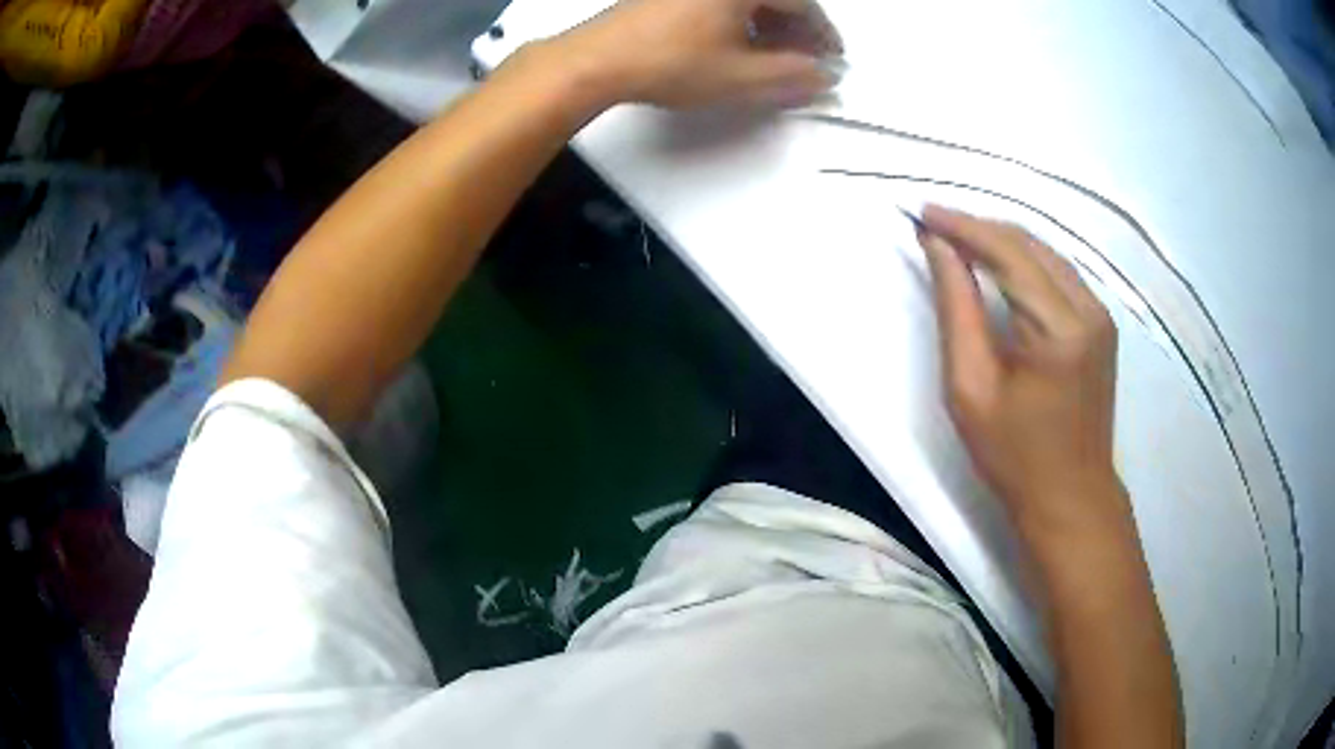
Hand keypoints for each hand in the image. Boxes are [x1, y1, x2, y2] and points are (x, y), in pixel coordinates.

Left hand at [555, 0, 842, 108]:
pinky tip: (739, 45)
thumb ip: (793, 76)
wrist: (596, 60)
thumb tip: (825, 76)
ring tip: (773, 59)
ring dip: (769, 26)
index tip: (832, 60)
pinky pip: (722, 1)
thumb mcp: (741, 77)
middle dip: (797, 30)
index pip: (802, 2)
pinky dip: (740, 20)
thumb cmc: (669, 63)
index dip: (823, 34)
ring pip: (748, 0)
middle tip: (805, 62)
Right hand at [918, 205, 1126, 540]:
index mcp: (1059, 328)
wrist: (1071, 496)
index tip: (923, 212)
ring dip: (1002, 241)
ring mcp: (1100, 315)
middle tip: (934, 225)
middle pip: (1029, 244)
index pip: (1008, 253)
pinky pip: (1059, 274)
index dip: (963, 227)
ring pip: (1046, 254)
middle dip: (980, 228)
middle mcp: (1088, 309)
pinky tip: (998, 265)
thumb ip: (957, 309)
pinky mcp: (1101, 324)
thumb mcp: (970, 387)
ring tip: (959, 240)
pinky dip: (1025, 261)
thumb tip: (939, 247)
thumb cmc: (1014, 455)